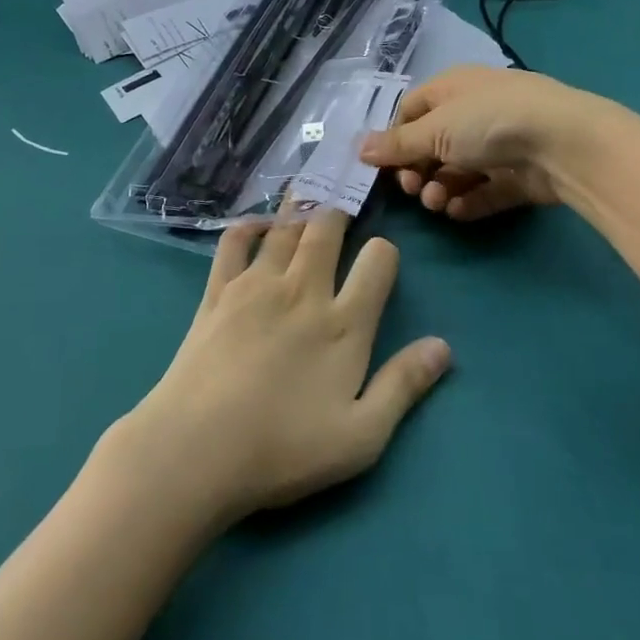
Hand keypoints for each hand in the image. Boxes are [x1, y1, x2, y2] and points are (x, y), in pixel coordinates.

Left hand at [120, 212, 449, 525]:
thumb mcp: (361, 436)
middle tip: (342, 200)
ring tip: (308, 191)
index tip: (382, 256)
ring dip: (299, 206)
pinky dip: (248, 225)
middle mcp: (302, 291)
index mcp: (343, 324)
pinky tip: (256, 225)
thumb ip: (403, 386)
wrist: (196, 448)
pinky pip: (234, 242)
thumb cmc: (283, 449)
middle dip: (339, 210)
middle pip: (326, 230)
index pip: (377, 263)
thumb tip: (443, 346)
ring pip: (284, 228)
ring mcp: (256, 285)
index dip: (384, 252)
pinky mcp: (218, 291)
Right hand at [360, 65, 583, 220]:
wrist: (563, 142)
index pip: (411, 111)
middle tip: (413, 189)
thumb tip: (359, 149)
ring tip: (439, 203)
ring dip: (440, 188)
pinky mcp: (519, 175)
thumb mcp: (434, 130)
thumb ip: (397, 144)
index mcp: (452, 89)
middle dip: (417, 170)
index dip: (395, 138)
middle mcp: (474, 112)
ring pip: (458, 170)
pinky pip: (485, 190)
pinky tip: (459, 212)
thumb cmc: (488, 122)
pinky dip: (469, 201)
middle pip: (433, 144)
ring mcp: (499, 144)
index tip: (383, 166)